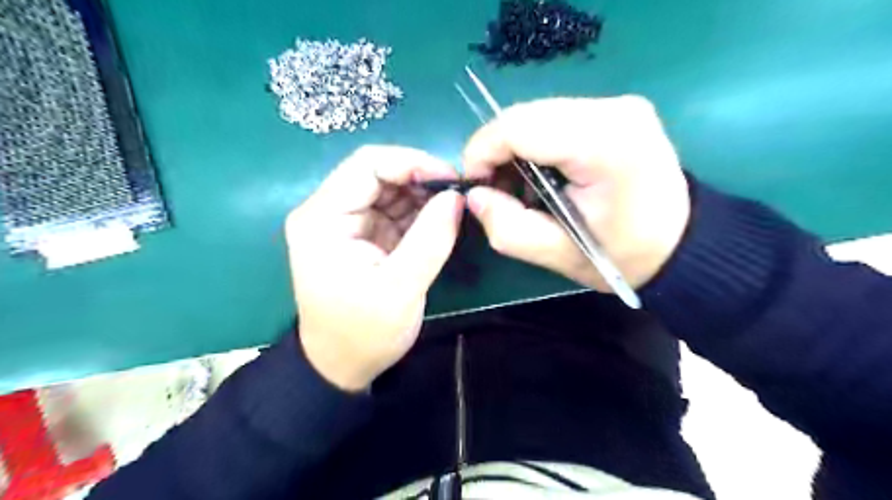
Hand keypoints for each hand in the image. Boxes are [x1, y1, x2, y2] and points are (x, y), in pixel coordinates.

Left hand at [287, 147, 462, 391]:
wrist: (342, 366)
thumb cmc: (364, 333)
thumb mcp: (401, 289)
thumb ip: (431, 239)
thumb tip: (457, 196)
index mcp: (323, 218)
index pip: (366, 165)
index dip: (411, 162)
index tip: (452, 178)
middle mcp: (329, 212)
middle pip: (378, 174)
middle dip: (421, 180)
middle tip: (458, 196)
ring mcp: (346, 224)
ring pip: (389, 191)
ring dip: (423, 197)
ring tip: (454, 211)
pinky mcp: (363, 237)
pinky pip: (394, 212)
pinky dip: (419, 214)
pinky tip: (440, 223)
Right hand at [464, 96, 691, 291]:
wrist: (680, 243)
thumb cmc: (623, 255)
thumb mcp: (559, 255)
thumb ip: (508, 228)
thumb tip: (475, 196)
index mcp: (604, 144)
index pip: (518, 127)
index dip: (482, 151)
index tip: (475, 185)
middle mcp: (613, 110)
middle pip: (525, 115)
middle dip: (497, 151)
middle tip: (496, 190)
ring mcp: (617, 104)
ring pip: (536, 114)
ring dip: (515, 147)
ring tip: (520, 186)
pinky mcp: (615, 109)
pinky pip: (555, 117)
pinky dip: (536, 143)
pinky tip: (542, 173)